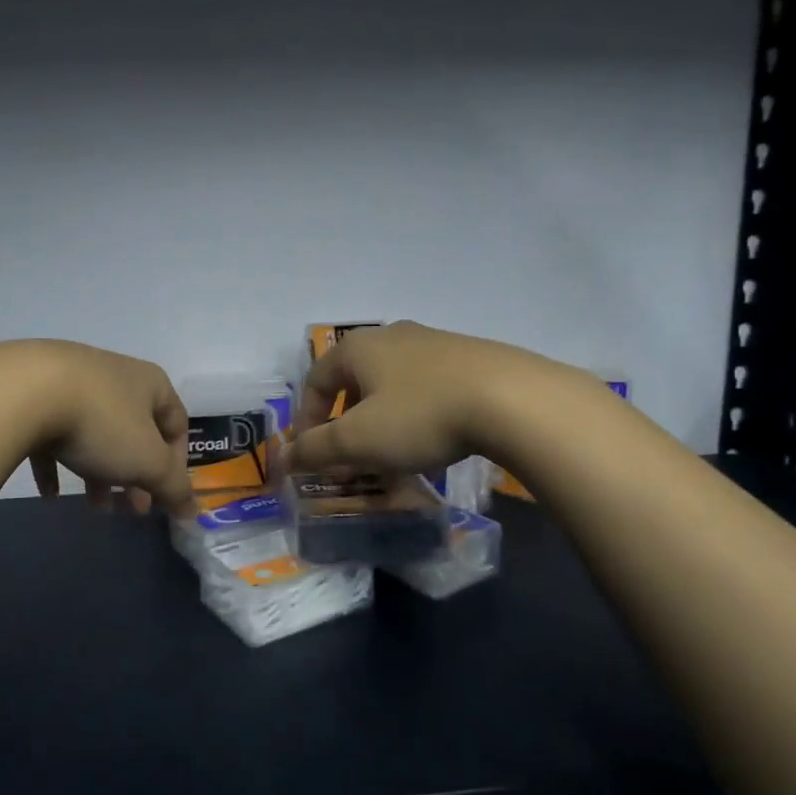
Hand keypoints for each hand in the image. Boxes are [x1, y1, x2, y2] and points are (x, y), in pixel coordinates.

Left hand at [2, 341, 195, 514]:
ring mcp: (73, 381)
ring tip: (95, 507)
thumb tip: (193, 511)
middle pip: (135, 432)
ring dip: (100, 474)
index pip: (177, 424)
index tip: (164, 497)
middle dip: (136, 476)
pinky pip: (53, 434)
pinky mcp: (35, 393)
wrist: (24, 390)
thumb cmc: (101, 423)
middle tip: (132, 509)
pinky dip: (57, 464)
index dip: (177, 464)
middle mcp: (115, 376)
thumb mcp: (147, 461)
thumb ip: (173, 487)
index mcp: (150, 384)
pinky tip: (51, 495)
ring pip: (95, 434)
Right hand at [286, 321, 543, 473]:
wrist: (512, 399)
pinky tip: (434, 438)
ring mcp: (434, 342)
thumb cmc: (420, 416)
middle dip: (345, 420)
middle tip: (351, 454)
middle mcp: (392, 335)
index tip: (312, 453)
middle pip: (354, 379)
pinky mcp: (469, 356)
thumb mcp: (358, 440)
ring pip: (392, 383)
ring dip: (381, 418)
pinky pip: (427, 386)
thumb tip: (283, 458)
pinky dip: (416, 413)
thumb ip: (316, 449)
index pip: (315, 379)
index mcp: (358, 347)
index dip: (306, 418)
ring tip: (393, 452)